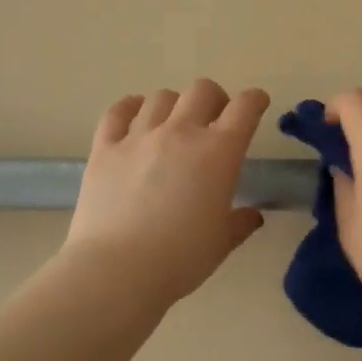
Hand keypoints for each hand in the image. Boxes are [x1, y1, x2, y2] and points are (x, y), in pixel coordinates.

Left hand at [60, 79, 270, 304]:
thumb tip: (252, 215)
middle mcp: (181, 133)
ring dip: (174, 105)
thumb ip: (240, 223)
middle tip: (214, 120)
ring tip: (172, 124)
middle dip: (215, 99)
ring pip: (161, 97)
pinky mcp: (105, 148)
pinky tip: (134, 114)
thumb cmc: (180, 259)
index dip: (254, 100)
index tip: (256, 104)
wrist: (117, 270)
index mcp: (218, 153)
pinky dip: (130, 107)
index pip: (244, 108)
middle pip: (202, 90)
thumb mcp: (221, 243)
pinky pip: (118, 111)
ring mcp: (139, 137)